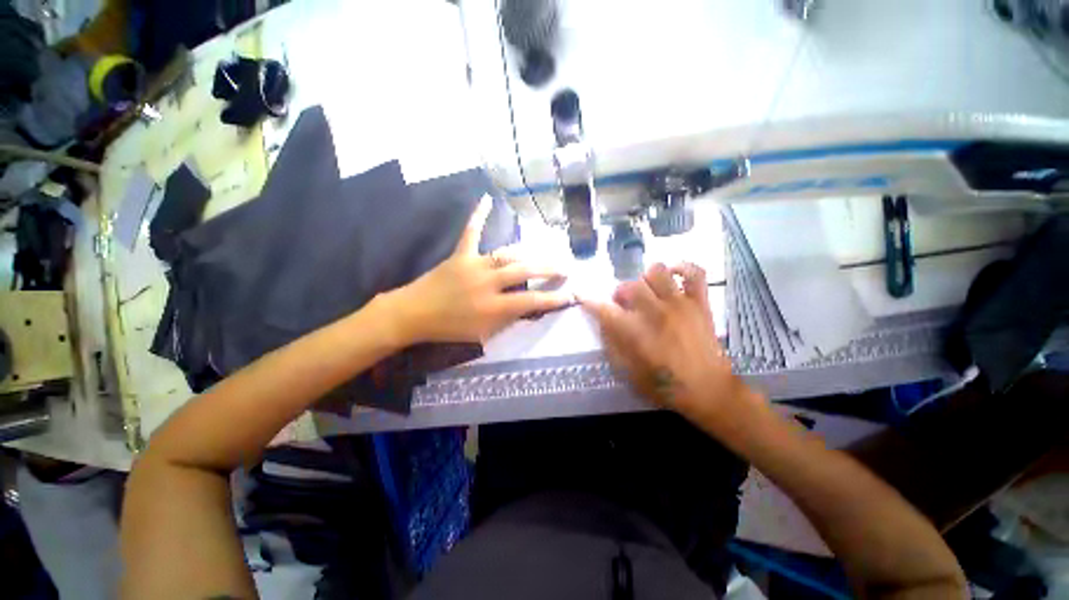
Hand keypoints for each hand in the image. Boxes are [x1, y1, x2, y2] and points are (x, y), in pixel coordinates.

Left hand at [386, 196, 573, 344]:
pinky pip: (470, 232)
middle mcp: (487, 283)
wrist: (413, 315)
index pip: (531, 301)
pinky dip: (478, 216)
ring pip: (507, 254)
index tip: (570, 294)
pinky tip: (487, 198)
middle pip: (524, 271)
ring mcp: (473, 265)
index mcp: (493, 306)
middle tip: (564, 267)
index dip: (553, 298)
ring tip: (543, 253)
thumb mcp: (482, 333)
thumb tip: (528, 307)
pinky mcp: (459, 255)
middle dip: (548, 269)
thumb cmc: (449, 328)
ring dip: (528, 254)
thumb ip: (507, 319)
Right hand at [581, 262, 751, 423]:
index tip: (581, 295)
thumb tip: (603, 322)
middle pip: (629, 285)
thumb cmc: (663, 384)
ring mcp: (679, 304)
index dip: (589, 301)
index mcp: (635, 332)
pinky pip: (694, 272)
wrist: (707, 390)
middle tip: (624, 304)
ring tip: (647, 291)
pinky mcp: (699, 303)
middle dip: (620, 293)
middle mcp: (655, 312)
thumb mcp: (627, 370)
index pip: (604, 309)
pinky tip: (672, 275)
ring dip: (646, 279)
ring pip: (657, 271)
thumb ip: (612, 343)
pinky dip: (682, 268)